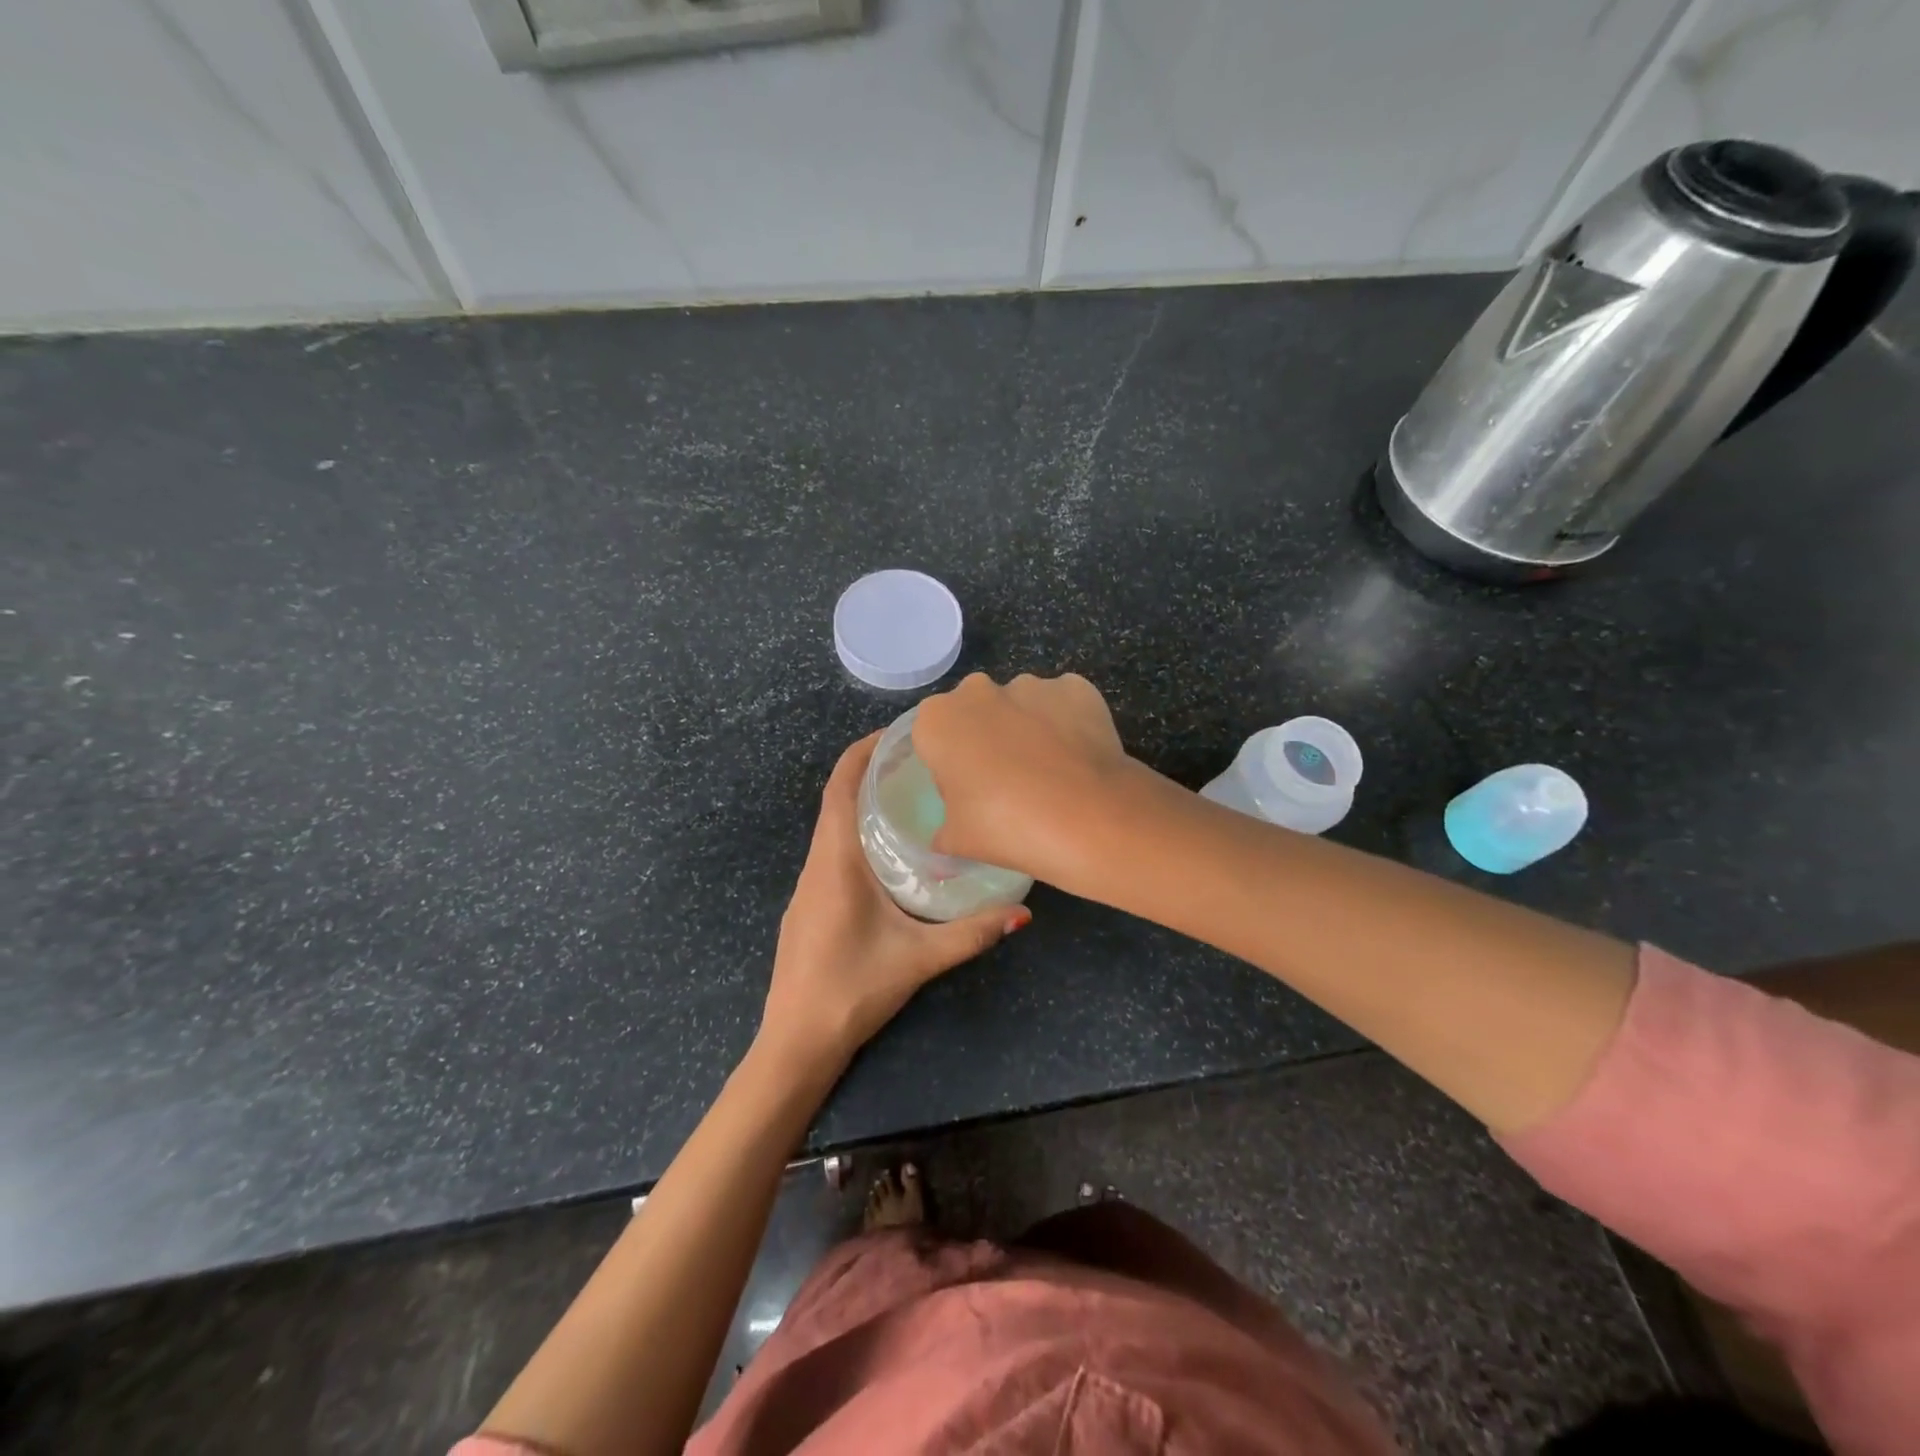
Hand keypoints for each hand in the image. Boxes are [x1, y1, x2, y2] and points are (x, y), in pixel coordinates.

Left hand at [760, 734, 1029, 1070]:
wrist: (796, 1041)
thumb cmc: (852, 990)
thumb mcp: (919, 959)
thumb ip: (972, 934)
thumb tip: (1024, 912)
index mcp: (835, 861)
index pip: (840, 786)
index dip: (863, 751)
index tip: (899, 732)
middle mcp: (817, 863)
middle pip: (837, 799)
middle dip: (872, 771)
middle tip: (921, 760)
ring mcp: (808, 885)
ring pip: (833, 826)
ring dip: (863, 802)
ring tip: (912, 795)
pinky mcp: (809, 904)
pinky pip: (832, 850)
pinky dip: (857, 832)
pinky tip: (891, 850)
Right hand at [911, 673, 1134, 889]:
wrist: (1086, 817)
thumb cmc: (1005, 826)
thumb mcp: (957, 841)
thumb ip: (943, 831)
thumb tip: (944, 836)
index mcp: (937, 720)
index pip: (932, 736)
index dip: (949, 763)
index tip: (968, 790)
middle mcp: (979, 690)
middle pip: (975, 711)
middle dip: (986, 736)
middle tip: (1007, 781)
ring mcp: (1031, 685)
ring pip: (1021, 705)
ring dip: (1027, 729)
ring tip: (1050, 774)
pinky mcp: (1076, 687)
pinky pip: (1064, 705)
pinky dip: (1068, 724)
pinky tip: (1078, 759)